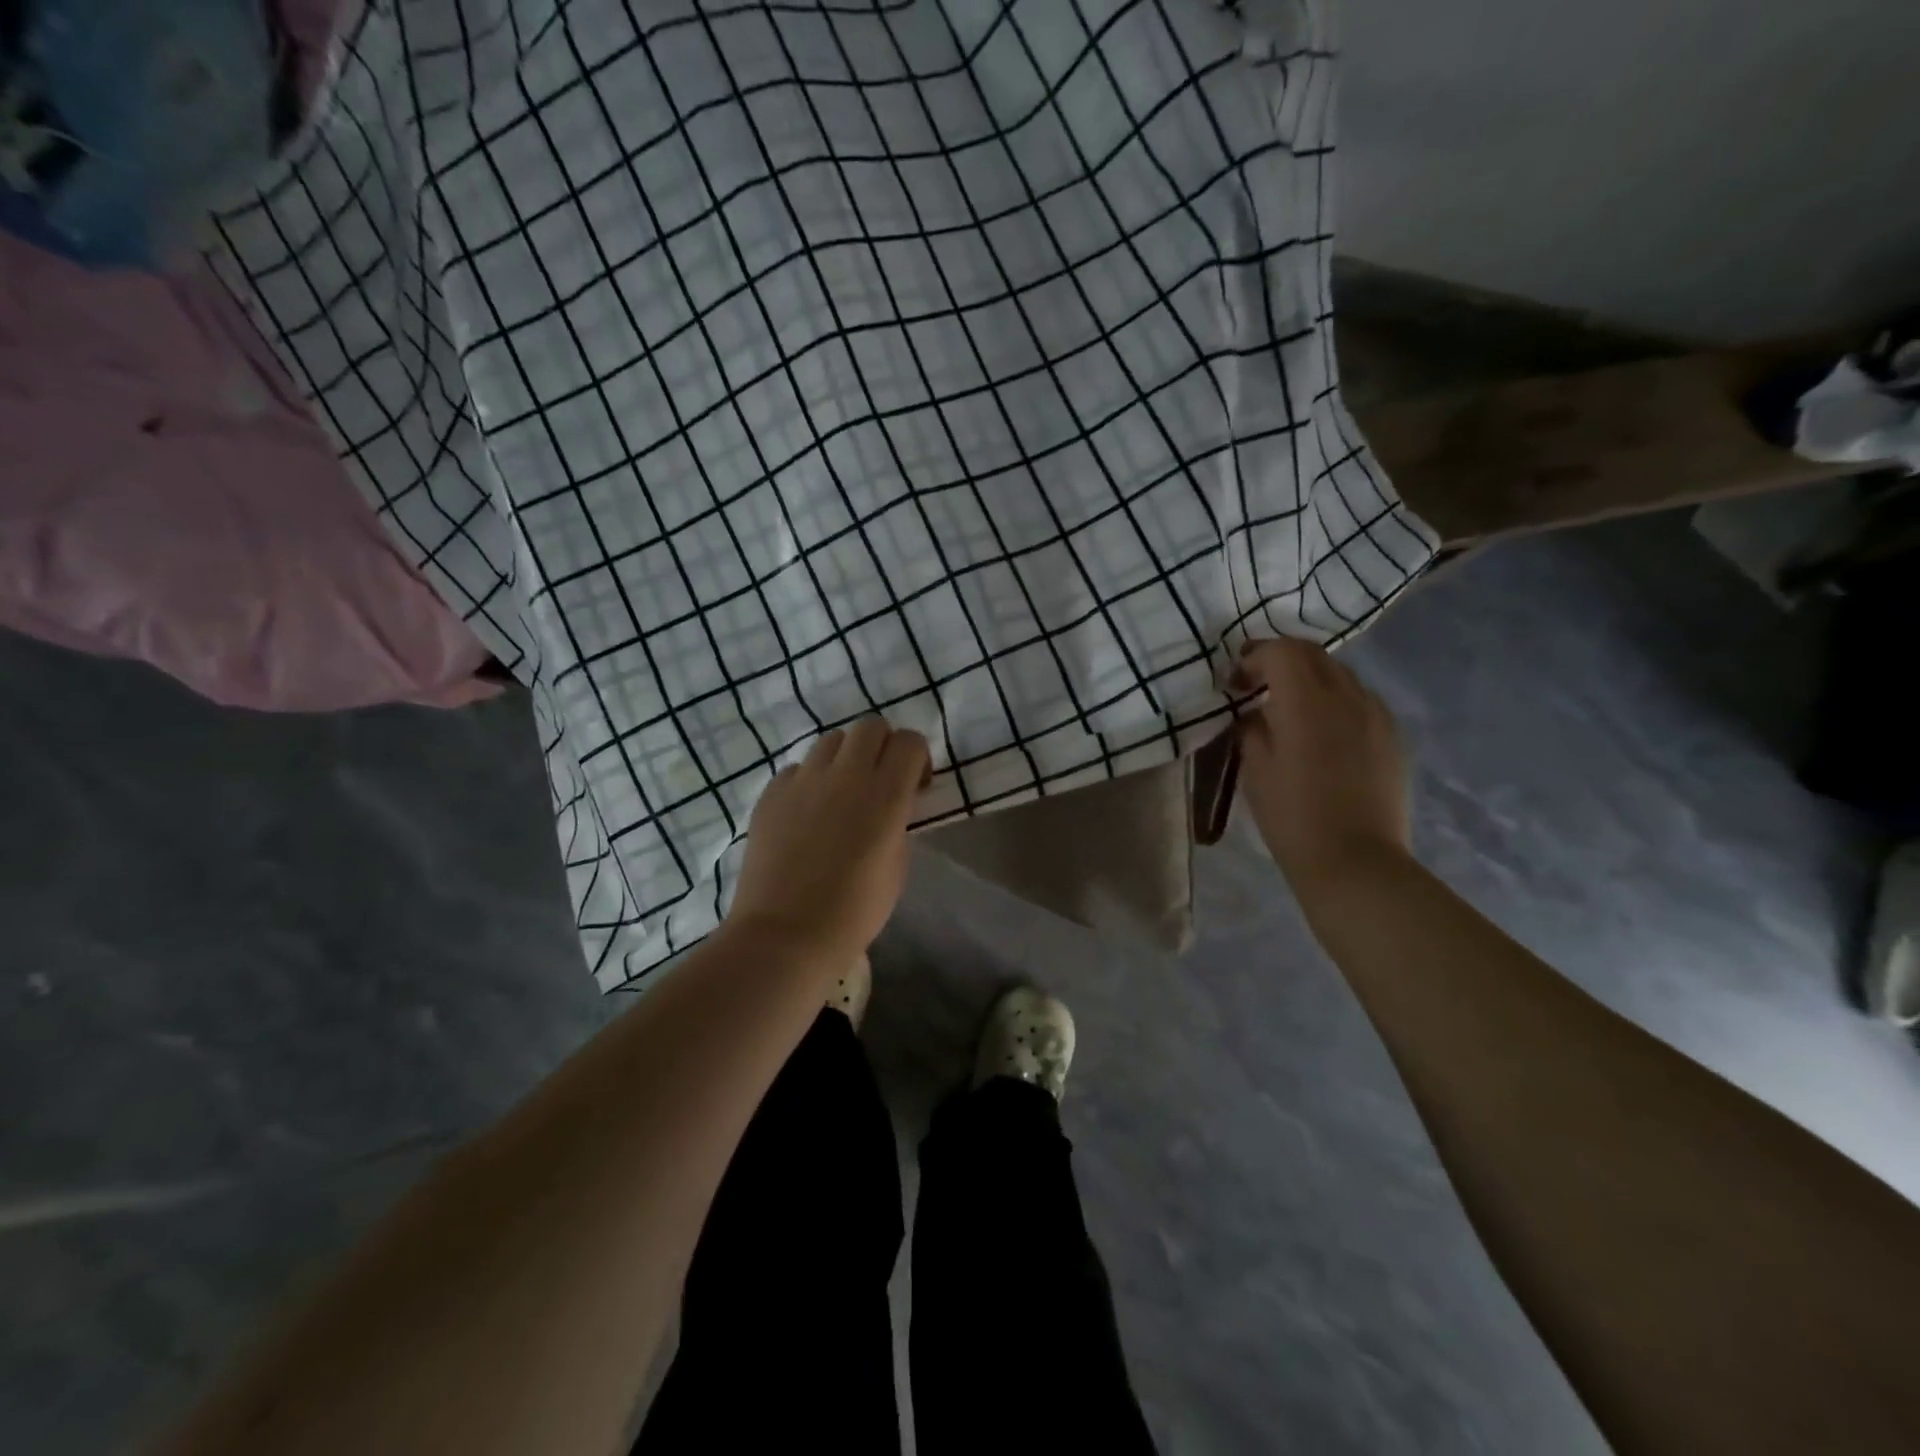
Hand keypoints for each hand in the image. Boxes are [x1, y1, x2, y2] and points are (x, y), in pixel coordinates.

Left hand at [728, 718, 929, 965]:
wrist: (785, 935)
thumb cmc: (854, 911)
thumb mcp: (897, 866)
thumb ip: (898, 821)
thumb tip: (890, 803)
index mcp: (885, 794)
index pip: (910, 742)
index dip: (917, 758)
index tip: (916, 786)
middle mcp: (845, 775)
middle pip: (870, 726)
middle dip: (883, 745)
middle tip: (881, 780)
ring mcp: (803, 780)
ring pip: (831, 741)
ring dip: (845, 759)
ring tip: (841, 794)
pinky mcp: (771, 793)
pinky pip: (798, 769)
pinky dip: (810, 781)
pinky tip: (807, 814)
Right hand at [1234, 638, 1410, 891]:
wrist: (1356, 862)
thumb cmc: (1293, 818)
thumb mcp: (1255, 770)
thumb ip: (1252, 728)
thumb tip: (1255, 712)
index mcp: (1307, 702)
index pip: (1281, 651)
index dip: (1253, 658)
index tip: (1234, 683)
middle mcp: (1348, 696)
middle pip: (1313, 654)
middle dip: (1280, 660)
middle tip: (1256, 685)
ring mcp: (1377, 714)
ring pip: (1340, 675)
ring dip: (1309, 679)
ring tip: (1288, 708)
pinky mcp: (1392, 736)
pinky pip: (1359, 700)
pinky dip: (1334, 700)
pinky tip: (1321, 731)